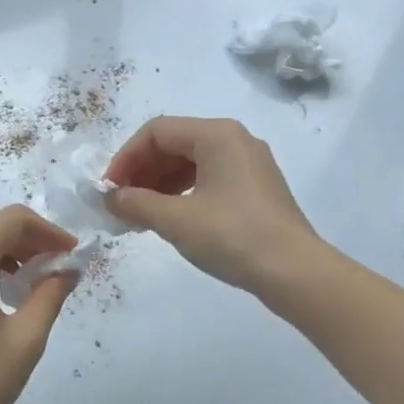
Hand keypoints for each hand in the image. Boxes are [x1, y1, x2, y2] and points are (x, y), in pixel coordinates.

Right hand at [104, 116, 320, 293]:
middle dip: (142, 171)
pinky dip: (183, 193)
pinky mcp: (255, 187)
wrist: (294, 271)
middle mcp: (234, 139)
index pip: (156, 132)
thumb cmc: (231, 236)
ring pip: (191, 162)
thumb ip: (136, 203)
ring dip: (160, 184)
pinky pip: (209, 178)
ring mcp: (249, 163)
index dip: (126, 158)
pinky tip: (169, 217)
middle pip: (174, 143)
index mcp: (216, 134)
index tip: (109, 189)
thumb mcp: (176, 220)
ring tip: (140, 214)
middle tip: (121, 203)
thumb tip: (110, 198)